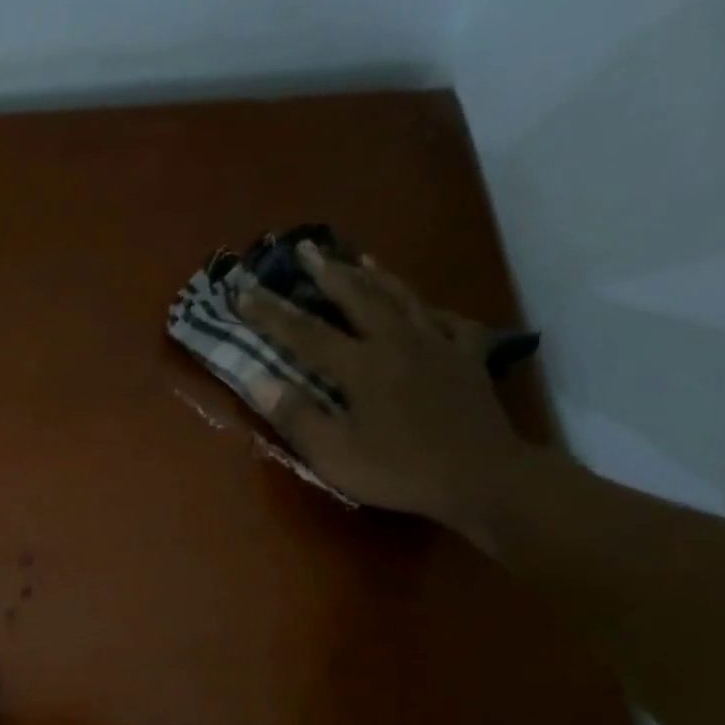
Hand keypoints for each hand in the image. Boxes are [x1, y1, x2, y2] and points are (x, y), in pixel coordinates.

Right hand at [235, 243, 528, 530]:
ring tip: (358, 256)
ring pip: (403, 297)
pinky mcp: (468, 357)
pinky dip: (431, 309)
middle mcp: (397, 342)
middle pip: (358, 297)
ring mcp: (438, 344)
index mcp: (361, 366)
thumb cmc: (399, 470)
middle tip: (306, 247)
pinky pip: (449, 321)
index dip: (271, 313)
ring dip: (376, 275)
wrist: (482, 477)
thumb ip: (297, 416)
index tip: (242, 292)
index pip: (305, 333)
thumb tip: (258, 381)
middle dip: (327, 272)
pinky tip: (426, 307)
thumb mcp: (335, 455)